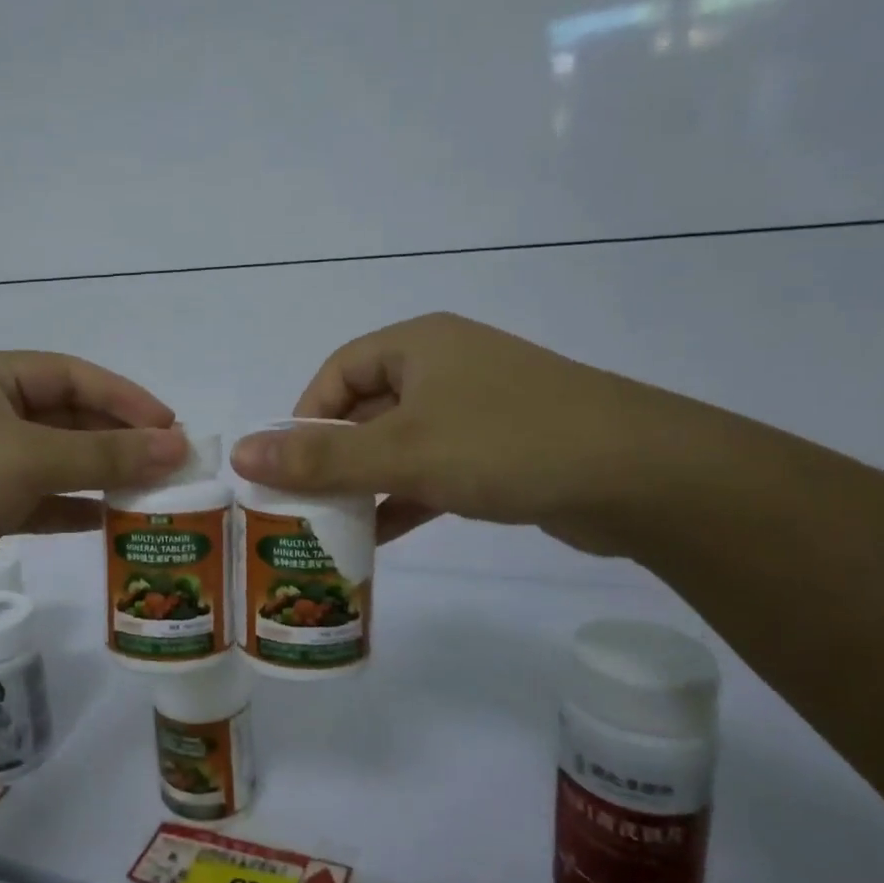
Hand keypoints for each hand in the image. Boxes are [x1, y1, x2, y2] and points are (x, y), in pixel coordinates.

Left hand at [0, 351, 186, 622]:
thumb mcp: (28, 458)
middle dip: (116, 438)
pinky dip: (66, 506)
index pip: (72, 375)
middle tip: (168, 464)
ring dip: (96, 473)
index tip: (172, 428)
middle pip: (63, 416)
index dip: (126, 398)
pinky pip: (30, 498)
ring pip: (49, 459)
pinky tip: (103, 520)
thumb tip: (177, 446)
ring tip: (148, 492)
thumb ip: (106, 453)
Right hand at [229, 313, 673, 550]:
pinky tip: (379, 537)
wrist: (641, 476)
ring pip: (400, 444)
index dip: (304, 417)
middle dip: (332, 457)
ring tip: (330, 527)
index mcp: (418, 345)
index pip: (337, 372)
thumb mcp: (403, 451)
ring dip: (367, 483)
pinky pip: (435, 470)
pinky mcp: (501, 451)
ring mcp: (477, 410)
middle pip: (366, 409)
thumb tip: (241, 452)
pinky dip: (405, 498)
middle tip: (300, 504)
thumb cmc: (506, 443)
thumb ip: (321, 457)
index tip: (287, 466)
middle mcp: (445, 368)